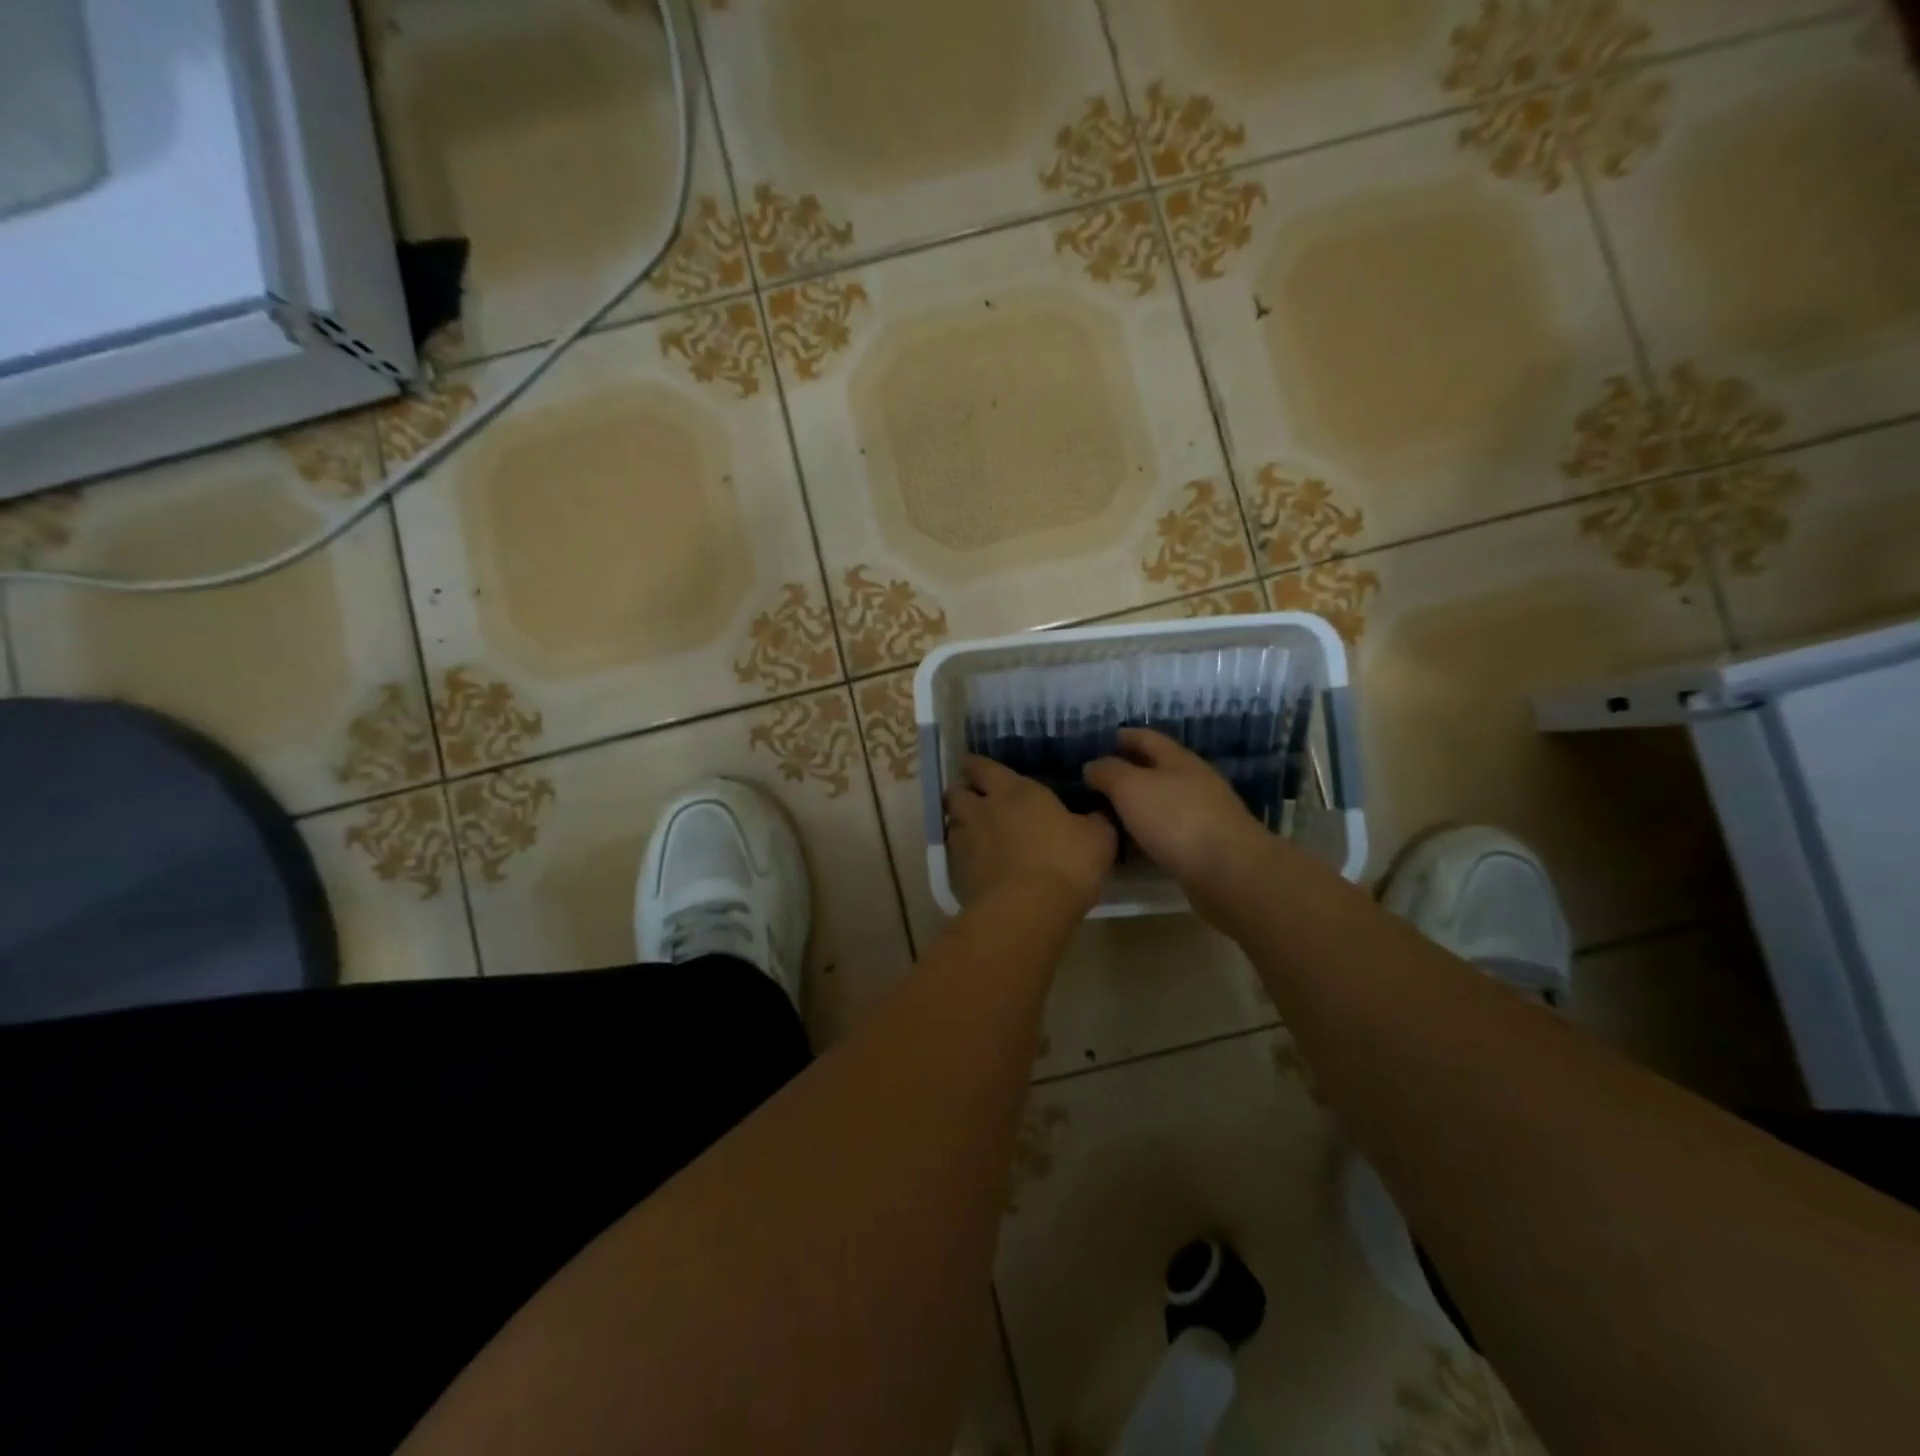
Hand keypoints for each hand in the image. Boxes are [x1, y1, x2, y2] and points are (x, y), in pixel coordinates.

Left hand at [945, 757, 1116, 912]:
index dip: (977, 765)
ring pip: (952, 823)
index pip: (983, 766)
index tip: (976, 766)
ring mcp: (965, 842)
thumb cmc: (1065, 864)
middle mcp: (982, 810)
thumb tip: (1095, 815)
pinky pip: (955, 855)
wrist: (1026, 913)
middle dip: (963, 792)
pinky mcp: (956, 874)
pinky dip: (962, 855)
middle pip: (956, 792)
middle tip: (975, 799)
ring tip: (976, 832)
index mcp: (1014, 791)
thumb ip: (1094, 821)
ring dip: (961, 823)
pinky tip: (979, 865)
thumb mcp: (1098, 839)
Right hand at [1083, 728, 1262, 883]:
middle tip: (1098, 780)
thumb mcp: (1130, 787)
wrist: (1229, 872)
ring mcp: (1204, 814)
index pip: (1147, 738)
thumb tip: (1092, 766)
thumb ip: (1108, 772)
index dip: (1124, 736)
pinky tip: (1134, 842)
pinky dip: (1150, 830)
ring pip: (1163, 800)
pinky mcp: (1206, 845)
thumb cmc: (1175, 819)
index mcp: (1178, 760)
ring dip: (1139, 803)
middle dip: (1130, 770)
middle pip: (1158, 768)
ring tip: (1109, 812)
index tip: (1101, 741)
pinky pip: (1170, 830)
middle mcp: (1194, 781)